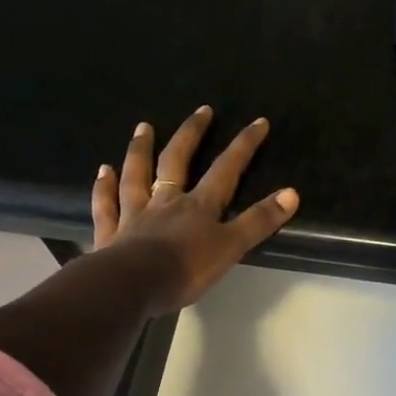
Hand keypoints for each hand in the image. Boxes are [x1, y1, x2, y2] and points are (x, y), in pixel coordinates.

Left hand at [91, 106, 299, 313]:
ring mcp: (134, 214)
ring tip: (143, 127)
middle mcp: (166, 202)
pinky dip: (104, 187)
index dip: (244, 146)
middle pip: (177, 160)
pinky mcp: (110, 233)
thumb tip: (292, 193)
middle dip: (192, 134)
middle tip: (201, 111)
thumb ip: (259, 221)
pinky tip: (103, 171)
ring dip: (141, 150)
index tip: (258, 122)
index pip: (226, 170)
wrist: (133, 285)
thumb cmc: (186, 268)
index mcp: (198, 205)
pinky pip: (107, 204)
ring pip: (137, 175)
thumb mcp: (231, 246)